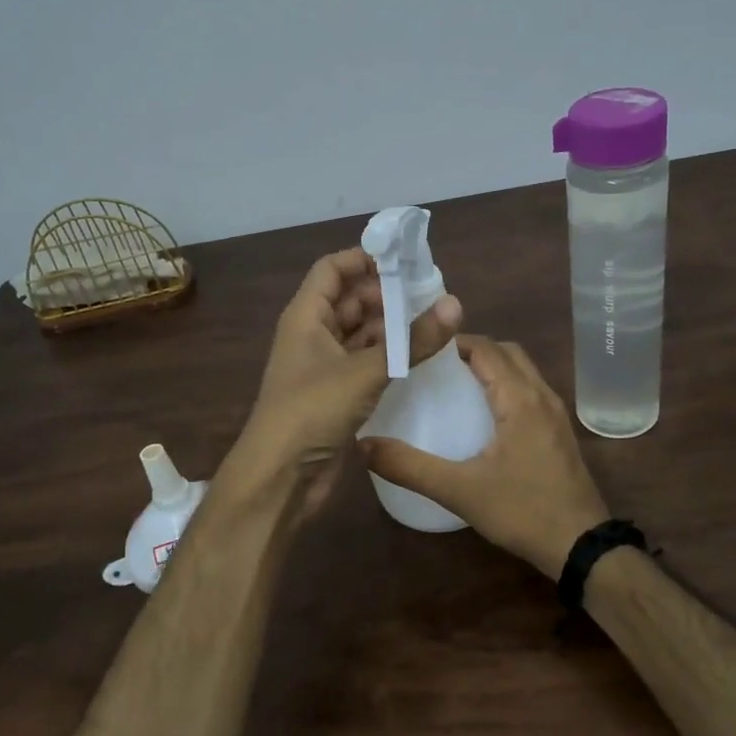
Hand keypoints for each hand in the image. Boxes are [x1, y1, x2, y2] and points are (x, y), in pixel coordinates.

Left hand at [228, 248, 461, 511]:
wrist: (280, 477)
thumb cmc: (312, 411)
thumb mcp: (364, 371)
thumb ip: (411, 340)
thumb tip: (455, 304)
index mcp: (306, 317)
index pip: (332, 269)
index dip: (364, 258)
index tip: (405, 260)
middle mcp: (313, 335)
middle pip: (350, 300)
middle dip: (387, 294)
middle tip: (432, 294)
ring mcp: (324, 367)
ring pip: (361, 334)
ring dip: (392, 327)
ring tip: (435, 322)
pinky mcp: (337, 396)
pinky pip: (366, 364)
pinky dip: (390, 357)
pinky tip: (421, 357)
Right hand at [360, 336, 609, 578]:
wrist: (581, 546)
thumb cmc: (522, 511)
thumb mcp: (458, 491)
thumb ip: (409, 467)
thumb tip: (362, 446)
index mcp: (520, 399)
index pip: (487, 348)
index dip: (453, 341)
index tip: (419, 349)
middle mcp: (542, 396)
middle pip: (507, 352)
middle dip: (472, 350)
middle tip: (433, 366)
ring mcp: (555, 415)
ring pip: (522, 372)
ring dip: (491, 368)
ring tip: (452, 386)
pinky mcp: (558, 433)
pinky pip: (529, 392)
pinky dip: (505, 387)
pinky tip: (481, 416)